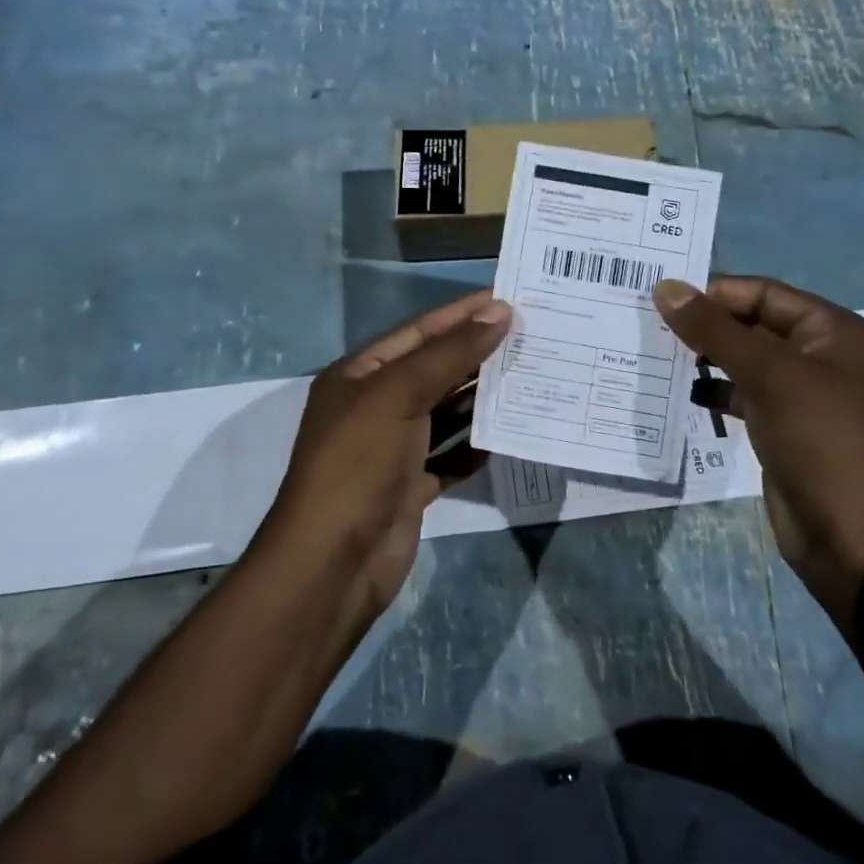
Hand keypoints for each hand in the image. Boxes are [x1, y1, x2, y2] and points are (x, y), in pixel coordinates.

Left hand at [262, 290, 511, 607]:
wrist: (333, 564)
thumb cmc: (359, 463)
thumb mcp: (399, 396)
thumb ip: (450, 354)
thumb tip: (499, 313)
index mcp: (361, 375)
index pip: (419, 332)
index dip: (461, 314)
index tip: (507, 299)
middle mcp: (375, 406)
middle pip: (434, 369)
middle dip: (477, 354)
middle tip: (530, 338)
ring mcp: (393, 448)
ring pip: (445, 413)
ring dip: (480, 399)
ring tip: (528, 379)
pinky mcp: (411, 486)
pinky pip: (450, 456)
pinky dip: (474, 447)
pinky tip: (504, 436)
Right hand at [653, 277, 863, 599]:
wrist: (849, 538)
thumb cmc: (818, 441)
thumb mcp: (767, 376)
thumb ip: (714, 330)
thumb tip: (665, 287)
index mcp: (834, 331)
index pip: (766, 294)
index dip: (717, 293)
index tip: (665, 299)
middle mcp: (823, 355)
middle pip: (756, 324)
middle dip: (709, 325)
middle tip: (654, 324)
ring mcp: (805, 393)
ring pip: (747, 359)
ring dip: (709, 356)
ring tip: (661, 354)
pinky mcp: (786, 425)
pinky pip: (746, 393)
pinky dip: (718, 390)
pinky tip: (686, 393)